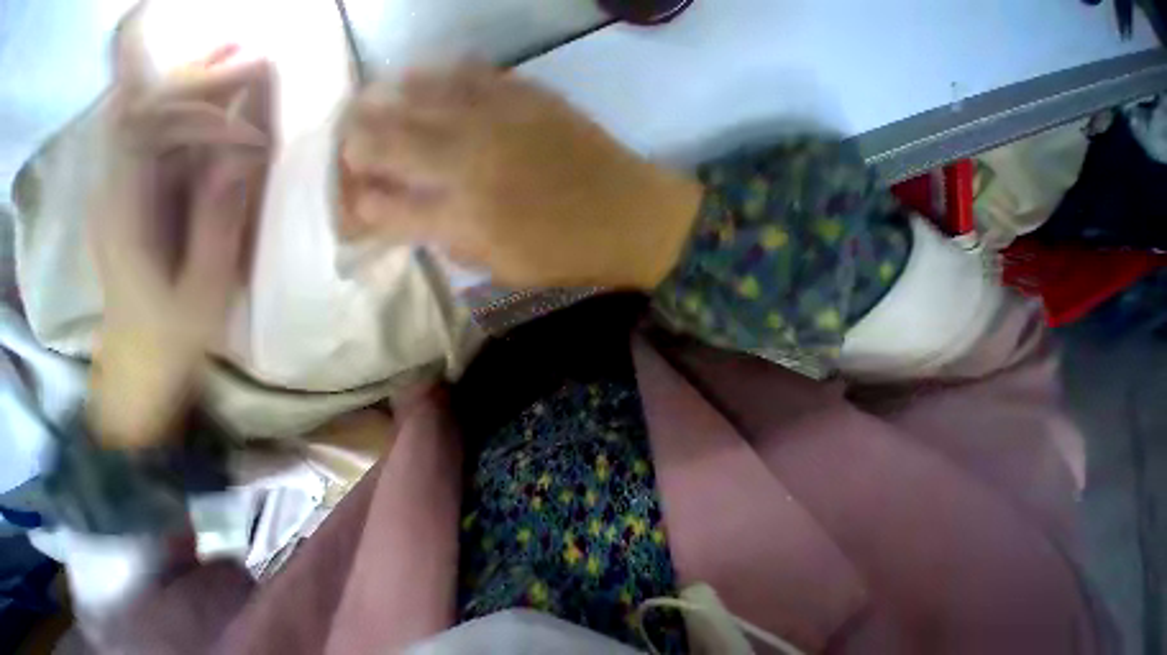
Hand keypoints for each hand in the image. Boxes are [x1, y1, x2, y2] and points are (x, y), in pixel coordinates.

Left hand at [89, 14, 271, 448]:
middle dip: (196, 79)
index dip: (199, 116)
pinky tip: (213, 94)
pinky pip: (153, 133)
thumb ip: (217, 220)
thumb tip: (241, 162)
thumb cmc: (174, 325)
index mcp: (122, 209)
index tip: (255, 131)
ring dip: (189, 81)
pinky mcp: (136, 189)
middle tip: (254, 60)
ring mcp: (121, 183)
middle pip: (141, 108)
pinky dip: (184, 105)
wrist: (139, 349)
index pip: (145, 131)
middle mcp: (112, 183)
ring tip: (237, 58)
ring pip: (144, 112)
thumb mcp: (204, 282)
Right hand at [339, 64, 702, 289]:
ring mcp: (495, 119)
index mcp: (468, 219)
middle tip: (354, 159)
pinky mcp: (523, 94)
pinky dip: (430, 80)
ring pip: (408, 92)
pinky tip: (424, 91)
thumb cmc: (574, 257)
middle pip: (378, 138)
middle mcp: (468, 161)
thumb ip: (460, 245)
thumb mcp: (511, 271)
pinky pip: (459, 72)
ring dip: (380, 106)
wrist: (631, 220)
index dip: (361, 210)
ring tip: (374, 118)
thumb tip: (423, 221)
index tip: (358, 211)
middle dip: (352, 150)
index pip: (385, 208)